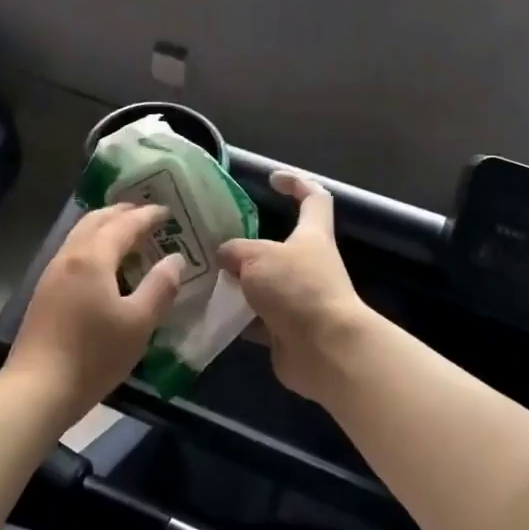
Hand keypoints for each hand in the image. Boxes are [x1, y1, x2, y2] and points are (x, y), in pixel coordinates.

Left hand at [6, 203, 183, 424]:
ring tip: (128, 232)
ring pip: (81, 233)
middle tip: (147, 214)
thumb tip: (175, 259)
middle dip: (123, 212)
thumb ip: (160, 287)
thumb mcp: (139, 324)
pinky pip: (74, 250)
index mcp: (93, 257)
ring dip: (105, 225)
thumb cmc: (94, 355)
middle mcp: (70, 255)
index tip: (168, 211)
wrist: (38, 388)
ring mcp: (52, 272)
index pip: (125, 224)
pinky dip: (93, 243)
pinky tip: (104, 262)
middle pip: (96, 219)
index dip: (147, 215)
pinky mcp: (45, 290)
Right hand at [218, 171, 368, 401]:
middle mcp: (308, 264)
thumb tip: (225, 256)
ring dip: (238, 282)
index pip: (314, 197)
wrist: (325, 350)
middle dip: (248, 243)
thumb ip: (235, 251)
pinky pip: (256, 316)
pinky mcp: (287, 329)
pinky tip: (210, 311)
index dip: (296, 183)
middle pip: (279, 244)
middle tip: (214, 240)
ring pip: (263, 282)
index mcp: (312, 235)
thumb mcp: (256, 257)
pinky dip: (236, 315)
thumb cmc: (297, 289)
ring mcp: (299, 298)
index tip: (272, 179)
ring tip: (203, 275)